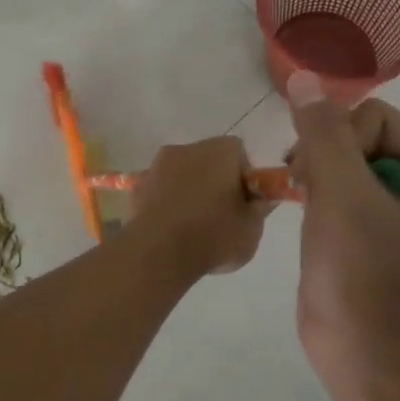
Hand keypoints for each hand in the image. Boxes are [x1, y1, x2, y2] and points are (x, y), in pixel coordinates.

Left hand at [129, 136, 270, 279]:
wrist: (159, 252)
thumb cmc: (214, 234)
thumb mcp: (252, 228)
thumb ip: (260, 209)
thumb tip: (261, 199)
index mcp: (220, 150)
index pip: (239, 154)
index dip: (244, 179)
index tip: (244, 204)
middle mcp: (188, 148)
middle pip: (209, 161)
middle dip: (216, 182)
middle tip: (222, 217)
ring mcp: (158, 165)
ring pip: (183, 175)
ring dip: (189, 192)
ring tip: (193, 228)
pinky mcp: (138, 185)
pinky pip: (161, 190)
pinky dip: (167, 203)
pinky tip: (171, 230)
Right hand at [286, 73, 399, 376]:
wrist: (363, 356)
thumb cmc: (362, 274)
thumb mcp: (342, 194)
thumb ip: (323, 132)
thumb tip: (304, 77)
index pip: (374, 117)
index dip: (340, 144)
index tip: (319, 181)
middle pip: (359, 133)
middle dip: (326, 158)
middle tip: (305, 190)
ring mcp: (399, 203)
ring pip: (344, 156)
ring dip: (317, 173)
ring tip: (304, 203)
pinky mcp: (373, 224)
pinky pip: (341, 183)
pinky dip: (318, 192)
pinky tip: (308, 213)